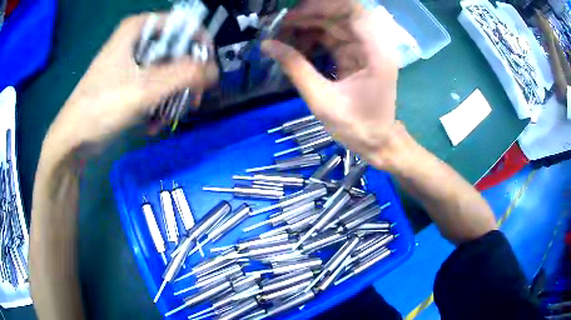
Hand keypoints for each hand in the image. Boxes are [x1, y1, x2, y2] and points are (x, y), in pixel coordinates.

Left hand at [46, 13, 217, 152]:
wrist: (73, 139)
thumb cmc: (101, 108)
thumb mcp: (144, 89)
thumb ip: (183, 75)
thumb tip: (214, 71)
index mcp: (138, 28)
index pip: (184, 26)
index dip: (199, 46)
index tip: (203, 73)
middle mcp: (138, 39)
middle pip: (177, 50)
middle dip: (184, 80)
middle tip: (189, 101)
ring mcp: (134, 61)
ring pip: (168, 71)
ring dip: (171, 97)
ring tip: (164, 119)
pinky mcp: (130, 81)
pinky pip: (156, 86)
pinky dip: (158, 105)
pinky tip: (152, 124)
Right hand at [263, 1, 399, 168]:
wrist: (376, 143)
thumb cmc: (356, 127)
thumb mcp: (322, 100)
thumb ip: (296, 68)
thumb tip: (267, 45)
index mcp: (375, 52)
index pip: (353, 11)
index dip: (322, 7)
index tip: (292, 14)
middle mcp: (374, 45)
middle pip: (340, 15)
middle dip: (308, 16)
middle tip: (279, 26)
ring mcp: (365, 49)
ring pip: (334, 25)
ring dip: (307, 27)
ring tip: (281, 36)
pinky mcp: (356, 56)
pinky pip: (332, 38)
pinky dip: (312, 39)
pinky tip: (294, 45)